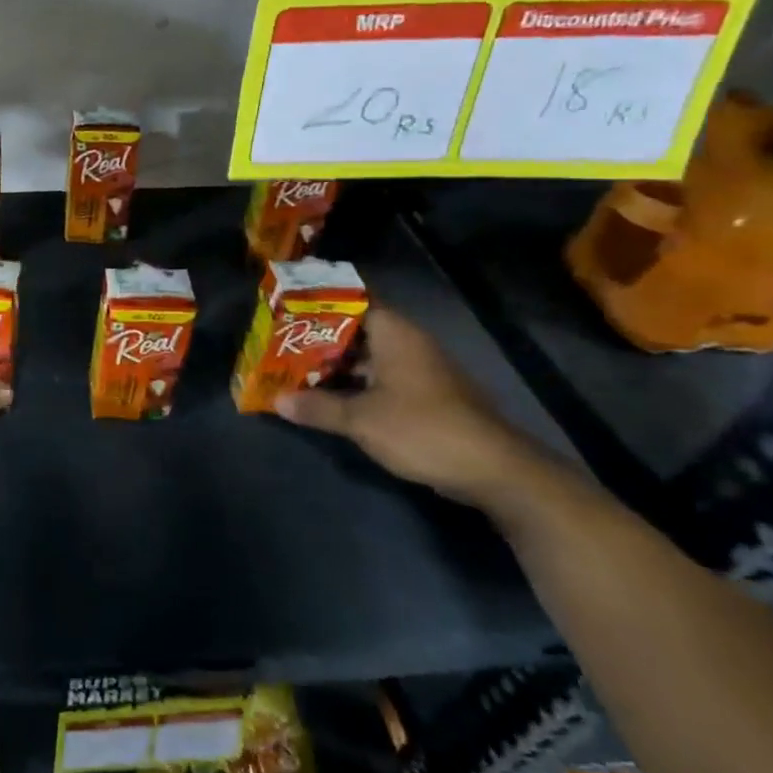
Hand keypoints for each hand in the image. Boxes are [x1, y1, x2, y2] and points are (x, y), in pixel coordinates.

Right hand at [274, 306, 551, 511]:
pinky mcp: (426, 397)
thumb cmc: (422, 429)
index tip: (287, 308)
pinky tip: (330, 398)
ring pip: (367, 357)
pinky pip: (381, 379)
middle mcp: (408, 343)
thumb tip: (278, 401)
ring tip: (295, 369)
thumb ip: (318, 407)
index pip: (352, 300)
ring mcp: (420, 370)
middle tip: (280, 342)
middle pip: (356, 330)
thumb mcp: (361, 419)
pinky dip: (355, 384)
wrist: (495, 471)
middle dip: (318, 338)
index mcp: (394, 333)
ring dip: (335, 365)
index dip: (319, 302)